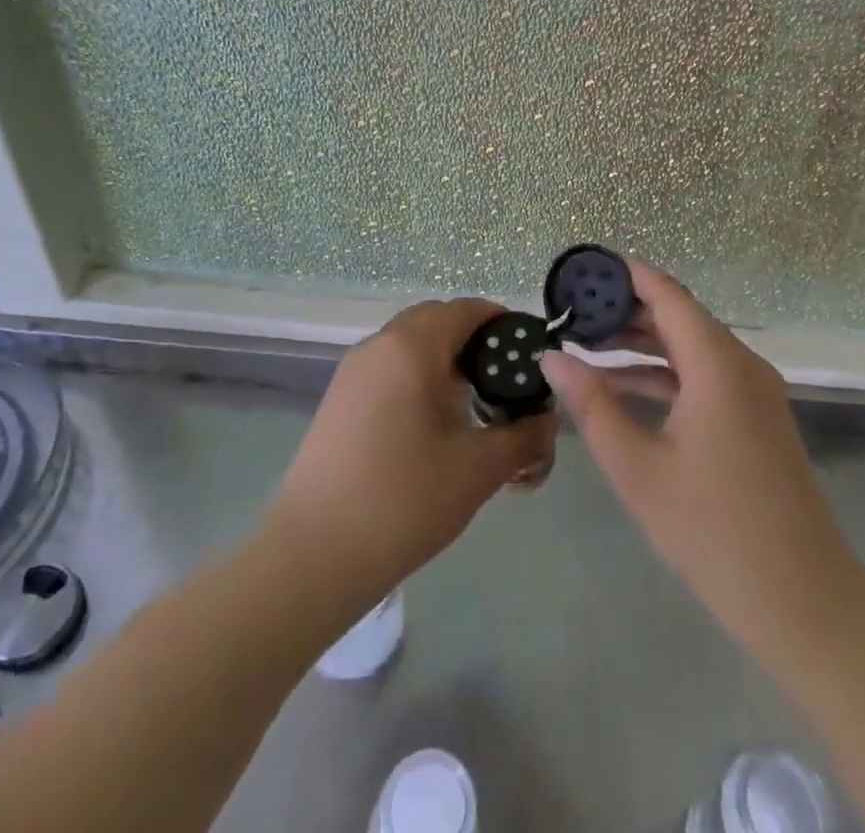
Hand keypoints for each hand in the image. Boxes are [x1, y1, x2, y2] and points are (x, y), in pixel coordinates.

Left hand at [264, 298, 558, 603]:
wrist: (314, 554)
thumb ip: (523, 437)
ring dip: (444, 357)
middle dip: (473, 339)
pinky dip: (417, 374)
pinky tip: (432, 420)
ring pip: (409, 342)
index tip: (529, 352)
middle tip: (504, 378)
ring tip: (472, 401)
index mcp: (412, 348)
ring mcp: (353, 371)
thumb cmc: (404, 501)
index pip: (465, 309)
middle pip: (435, 319)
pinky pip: (389, 366)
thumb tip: (550, 420)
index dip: (502, 322)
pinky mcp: (339, 398)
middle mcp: (379, 345)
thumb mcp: (478, 469)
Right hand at [540, 261, 864, 660]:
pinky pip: (706, 376)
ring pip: (692, 347)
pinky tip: (624, 387)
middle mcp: (742, 365)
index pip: (668, 296)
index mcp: (717, 365)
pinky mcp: (756, 417)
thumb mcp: (638, 468)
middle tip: (574, 311)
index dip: (627, 276)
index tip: (584, 270)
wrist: (802, 601)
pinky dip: (666, 374)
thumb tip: (551, 358)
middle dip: (627, 311)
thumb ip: (593, 406)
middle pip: (679, 317)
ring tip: (588, 344)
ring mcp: (754, 392)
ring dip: (643, 344)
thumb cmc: (713, 531)